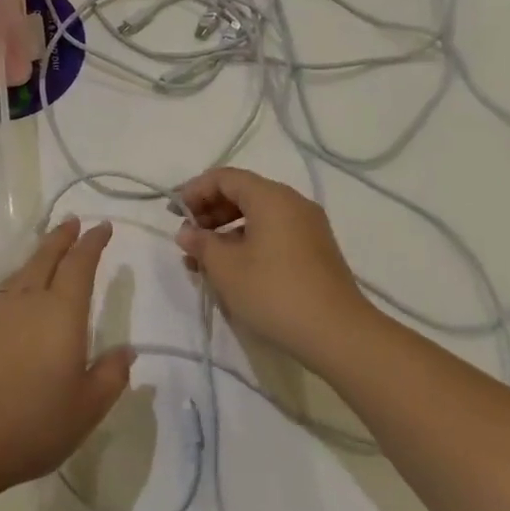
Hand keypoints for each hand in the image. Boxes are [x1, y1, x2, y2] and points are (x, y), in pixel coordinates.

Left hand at [0, 217, 134, 497]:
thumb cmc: (34, 422)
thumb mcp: (87, 407)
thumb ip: (111, 375)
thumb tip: (126, 351)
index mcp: (61, 313)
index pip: (79, 265)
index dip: (92, 243)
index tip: (102, 227)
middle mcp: (28, 303)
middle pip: (45, 258)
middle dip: (61, 238)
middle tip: (72, 222)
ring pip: (21, 273)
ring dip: (38, 256)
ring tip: (47, 253)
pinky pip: (4, 292)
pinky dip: (19, 281)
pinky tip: (18, 295)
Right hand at [174, 167, 374, 367]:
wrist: (337, 332)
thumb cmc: (274, 292)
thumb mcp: (226, 268)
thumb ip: (201, 243)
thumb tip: (187, 232)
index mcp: (271, 197)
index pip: (225, 178)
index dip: (194, 190)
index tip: (173, 213)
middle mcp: (292, 203)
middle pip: (243, 193)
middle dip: (209, 211)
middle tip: (187, 236)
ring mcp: (307, 227)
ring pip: (258, 216)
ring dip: (226, 230)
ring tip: (202, 258)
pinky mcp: (314, 250)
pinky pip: (273, 233)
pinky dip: (247, 242)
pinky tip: (230, 268)